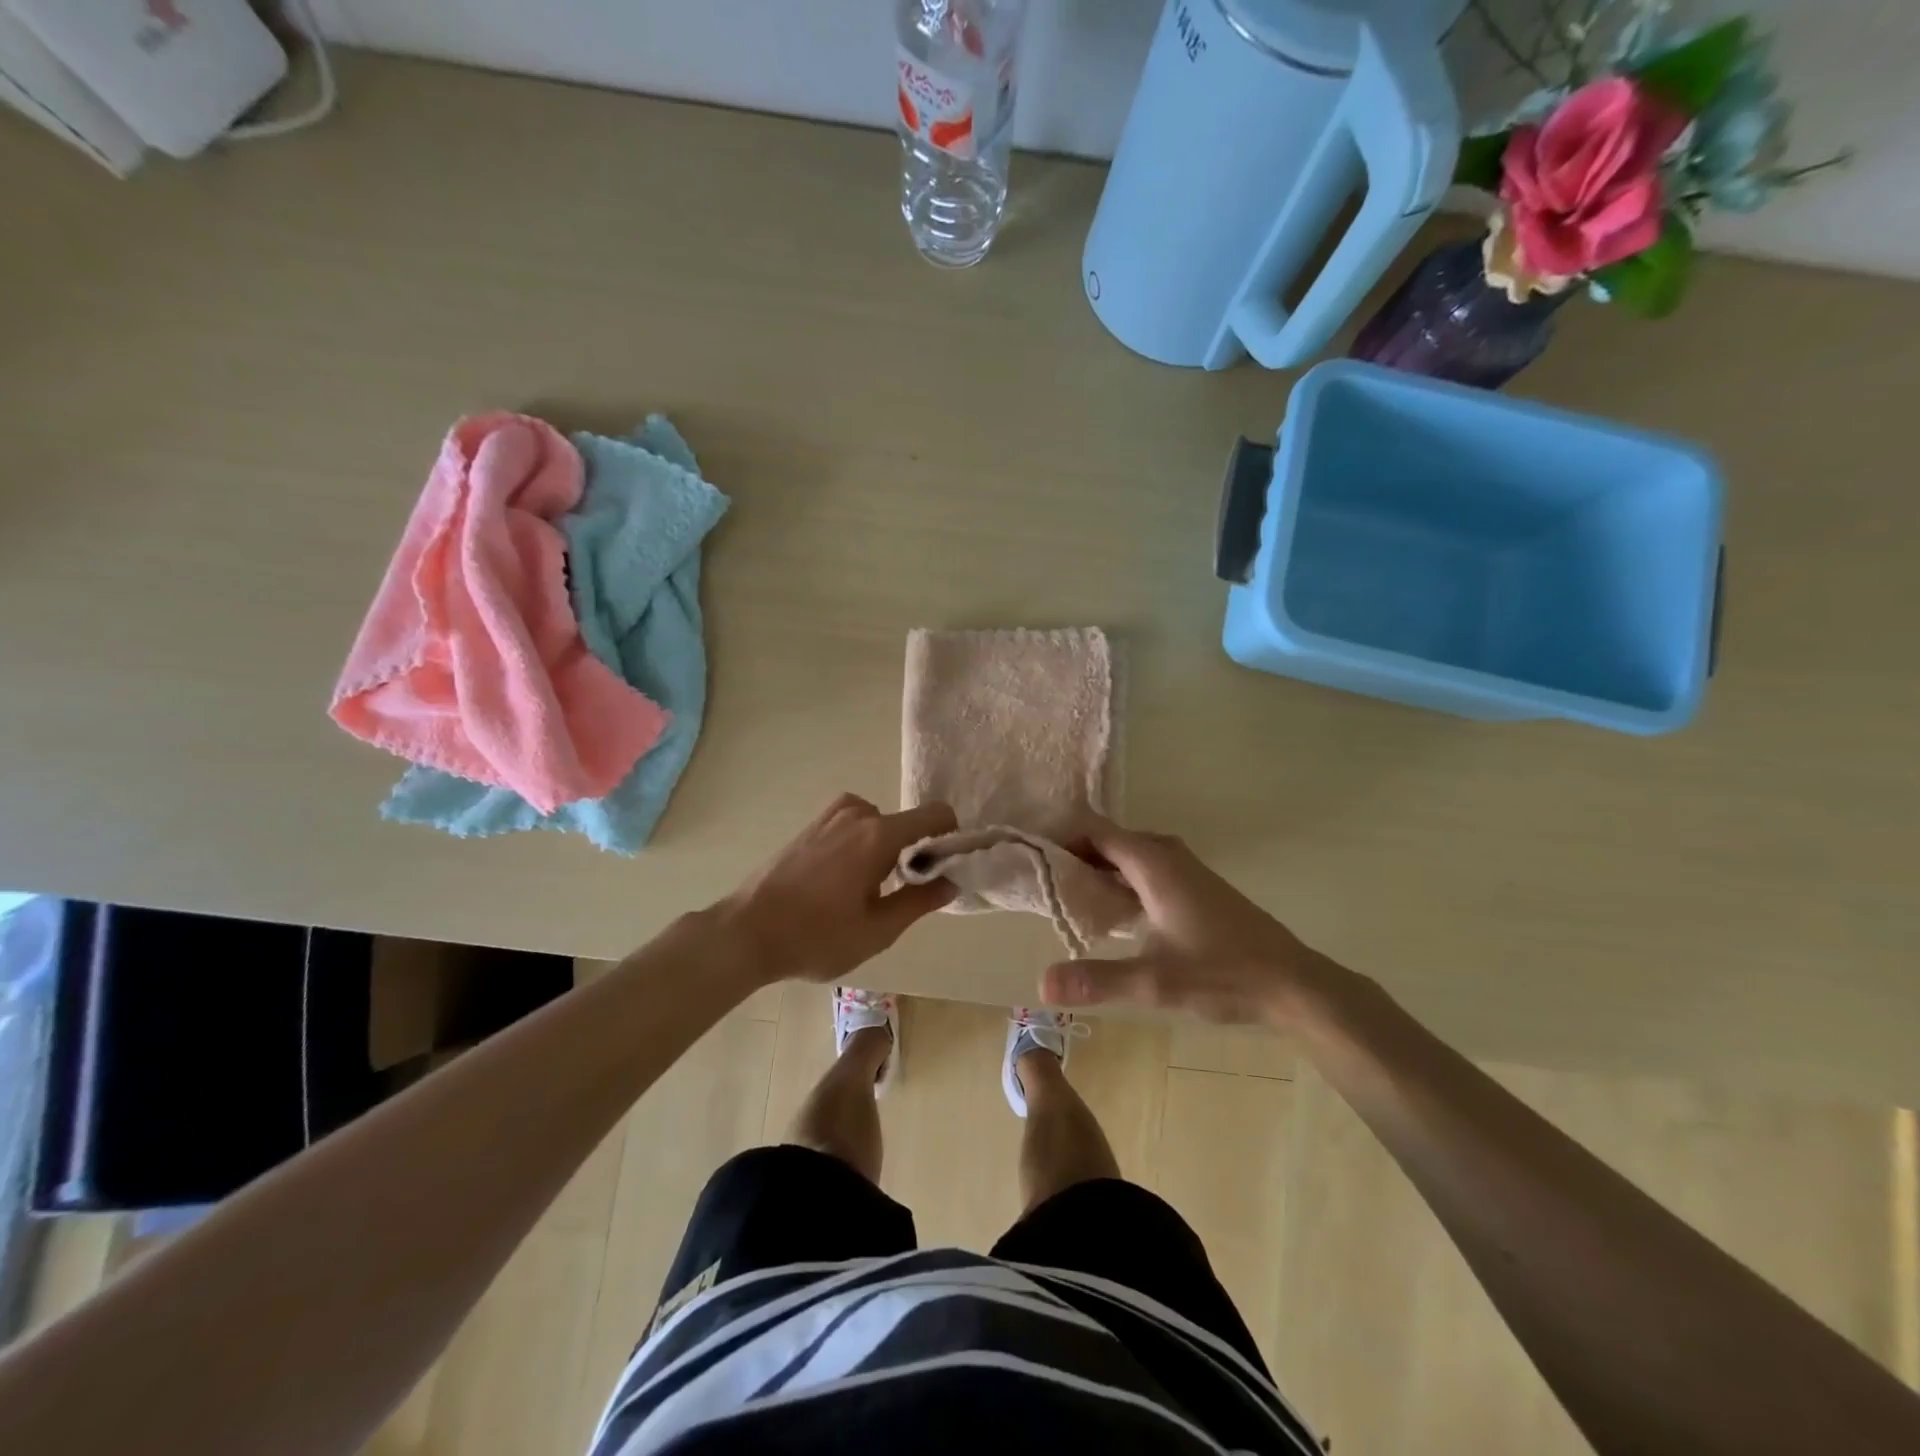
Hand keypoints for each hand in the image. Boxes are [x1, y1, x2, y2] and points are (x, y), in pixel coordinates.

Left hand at [716, 794, 957, 986]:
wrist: (746, 932)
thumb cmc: (816, 936)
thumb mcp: (877, 930)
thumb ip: (919, 902)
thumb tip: (951, 882)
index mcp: (878, 835)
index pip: (935, 815)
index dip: (949, 838)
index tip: (943, 869)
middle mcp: (856, 814)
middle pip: (905, 824)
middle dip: (910, 853)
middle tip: (895, 895)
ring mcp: (829, 816)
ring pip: (877, 824)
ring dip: (882, 849)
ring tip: (863, 891)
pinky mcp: (809, 825)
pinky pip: (851, 825)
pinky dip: (859, 844)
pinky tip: (839, 881)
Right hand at [1041, 815, 1323, 1026]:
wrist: (1292, 983)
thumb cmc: (1224, 974)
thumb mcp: (1155, 982)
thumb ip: (1097, 980)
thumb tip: (1041, 986)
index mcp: (1153, 862)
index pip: (1093, 829)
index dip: (1059, 836)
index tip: (1029, 857)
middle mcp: (1165, 854)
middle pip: (1106, 840)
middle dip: (1072, 857)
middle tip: (1039, 885)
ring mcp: (1182, 868)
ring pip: (1125, 856)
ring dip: (1095, 870)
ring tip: (1064, 899)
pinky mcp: (1192, 886)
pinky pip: (1142, 869)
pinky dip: (1117, 881)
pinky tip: (1107, 915)